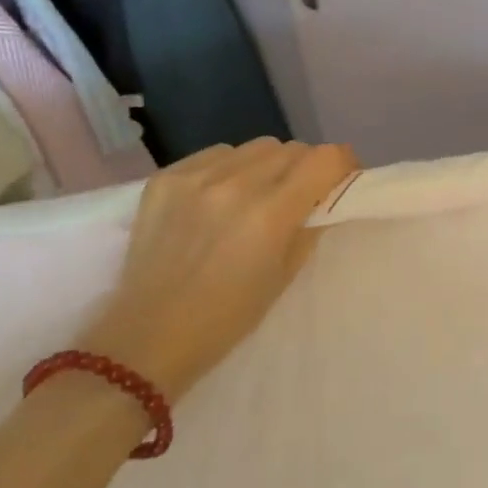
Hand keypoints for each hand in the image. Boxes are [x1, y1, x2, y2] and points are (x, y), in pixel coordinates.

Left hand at [83, 139, 357, 396]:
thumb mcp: (283, 277)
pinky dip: (229, 167)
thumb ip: (310, 227)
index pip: (325, 158)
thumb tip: (325, 198)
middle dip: (305, 167)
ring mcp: (196, 177)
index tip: (342, 179)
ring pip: (255, 146)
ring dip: (267, 165)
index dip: (343, 163)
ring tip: (254, 194)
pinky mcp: (166, 177)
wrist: (144, 341)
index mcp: (270, 214)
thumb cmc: (225, 320)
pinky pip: (216, 153)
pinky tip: (218, 196)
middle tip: (298, 194)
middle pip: (292, 148)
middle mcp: (235, 185)